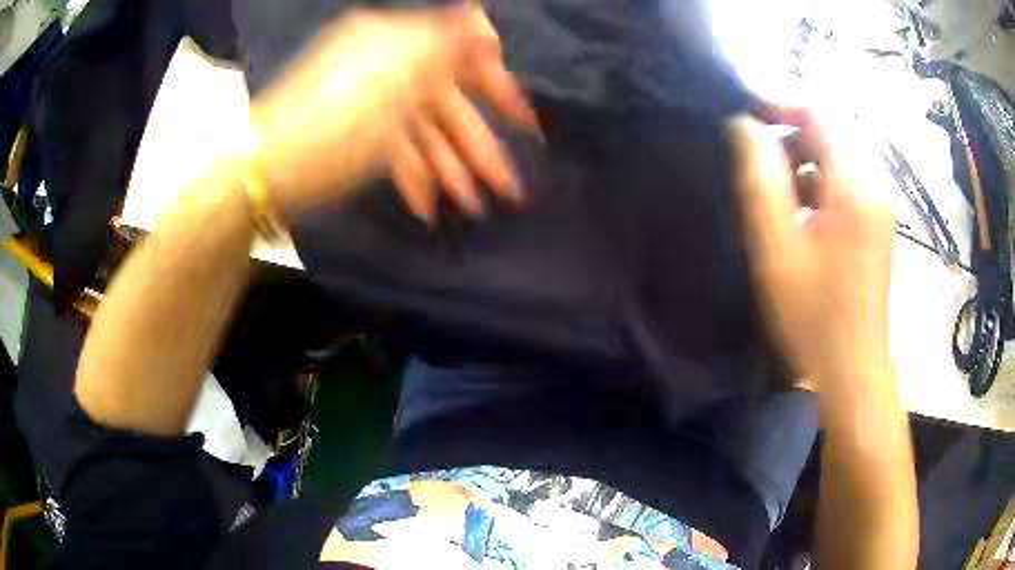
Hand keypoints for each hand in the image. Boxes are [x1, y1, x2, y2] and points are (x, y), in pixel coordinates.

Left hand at [252, 6, 538, 220]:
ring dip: (452, 170)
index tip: (528, 123)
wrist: (263, 170)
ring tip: (477, 208)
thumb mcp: (394, 73)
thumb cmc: (333, 122)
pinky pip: (395, 152)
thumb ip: (445, 41)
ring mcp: (370, 105)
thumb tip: (486, 16)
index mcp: (396, 42)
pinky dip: (414, 176)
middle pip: (446, 105)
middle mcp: (387, 67)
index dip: (499, 90)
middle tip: (512, 190)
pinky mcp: (356, 137)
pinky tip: (431, 208)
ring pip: (424, 134)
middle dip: (479, 146)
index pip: (462, 58)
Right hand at [731, 107, 895, 389]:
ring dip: (803, 158)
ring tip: (777, 193)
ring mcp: (880, 201)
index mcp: (856, 184)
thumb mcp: (777, 248)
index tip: (743, 116)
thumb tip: (744, 125)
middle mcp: (876, 182)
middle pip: (830, 128)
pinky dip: (819, 179)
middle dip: (790, 133)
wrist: (852, 371)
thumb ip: (759, 178)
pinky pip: (845, 177)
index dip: (778, 103)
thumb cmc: (814, 317)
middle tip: (756, 159)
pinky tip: (802, 212)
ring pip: (837, 152)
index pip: (818, 111)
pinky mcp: (877, 218)